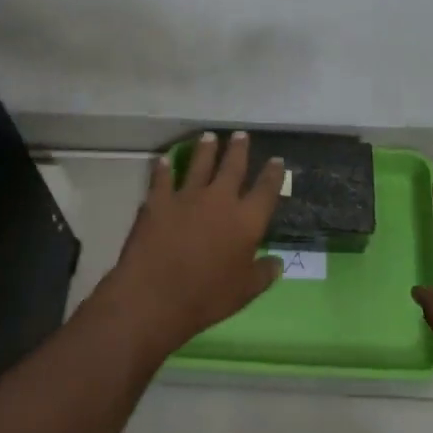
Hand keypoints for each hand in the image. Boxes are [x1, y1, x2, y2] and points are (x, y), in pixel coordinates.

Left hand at [98, 132, 284, 357]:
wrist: (155, 296)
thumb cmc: (206, 298)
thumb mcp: (244, 293)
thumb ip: (263, 275)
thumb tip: (278, 263)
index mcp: (247, 220)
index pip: (266, 190)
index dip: (273, 174)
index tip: (276, 160)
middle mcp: (220, 199)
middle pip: (233, 166)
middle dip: (239, 149)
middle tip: (241, 134)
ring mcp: (188, 196)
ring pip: (200, 163)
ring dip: (206, 149)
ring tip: (209, 136)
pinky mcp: (159, 200)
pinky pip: (163, 177)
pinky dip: (164, 168)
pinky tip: (165, 159)